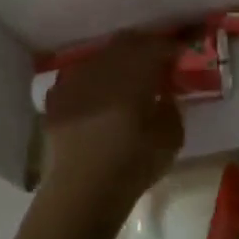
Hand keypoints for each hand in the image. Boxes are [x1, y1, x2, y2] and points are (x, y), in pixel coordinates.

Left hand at [41, 34, 183, 210]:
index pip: (156, 47)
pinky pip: (79, 77)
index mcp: (133, 78)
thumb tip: (165, 92)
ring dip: (117, 61)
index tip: (181, 54)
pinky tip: (98, 95)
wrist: (81, 195)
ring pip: (100, 57)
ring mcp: (75, 82)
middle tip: (156, 60)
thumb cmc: (133, 167)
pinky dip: (93, 80)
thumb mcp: (171, 139)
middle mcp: (102, 71)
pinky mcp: (56, 99)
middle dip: (143, 46)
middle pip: (125, 43)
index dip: (171, 47)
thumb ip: (172, 107)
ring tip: (127, 77)